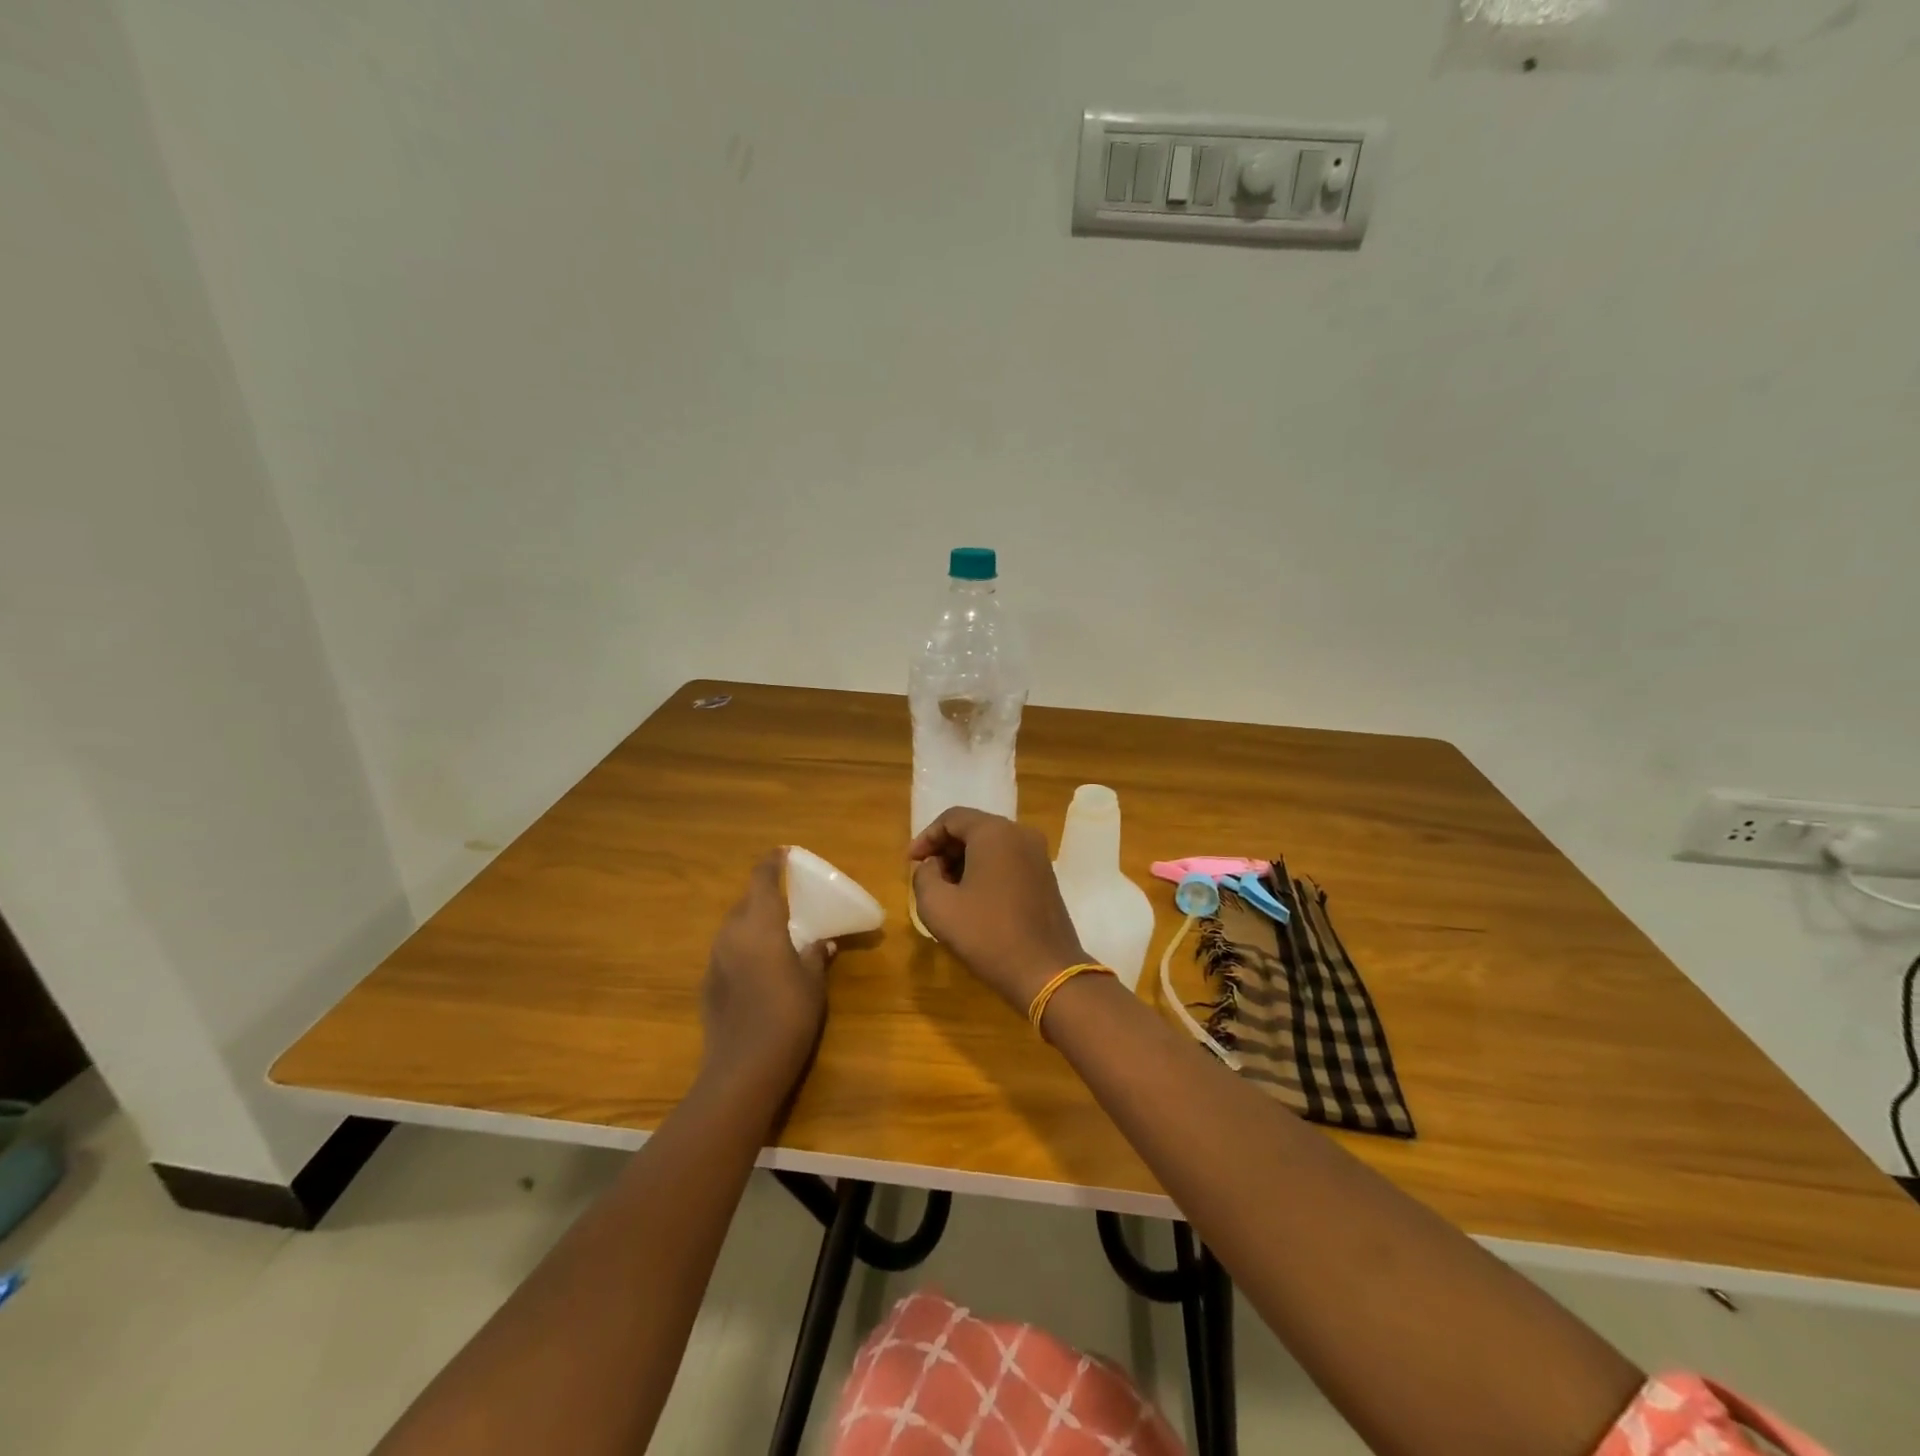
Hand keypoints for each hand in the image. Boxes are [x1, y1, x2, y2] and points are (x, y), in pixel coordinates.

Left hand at [700, 850, 835, 1097]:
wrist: (743, 1067)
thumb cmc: (789, 1014)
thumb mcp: (813, 981)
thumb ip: (816, 954)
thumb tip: (822, 941)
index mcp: (760, 923)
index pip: (763, 878)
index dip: (773, 863)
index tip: (784, 853)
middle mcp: (732, 933)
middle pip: (746, 901)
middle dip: (765, 895)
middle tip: (790, 901)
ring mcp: (715, 958)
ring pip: (735, 926)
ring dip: (754, 922)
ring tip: (777, 933)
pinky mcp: (708, 983)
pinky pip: (728, 951)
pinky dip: (744, 948)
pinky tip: (760, 968)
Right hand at [908, 807, 1087, 1010]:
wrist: (1045, 972)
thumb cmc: (987, 935)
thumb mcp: (937, 906)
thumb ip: (923, 876)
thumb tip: (931, 866)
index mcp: (994, 832)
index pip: (952, 818)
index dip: (926, 837)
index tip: (911, 863)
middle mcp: (1021, 834)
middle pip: (974, 828)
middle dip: (946, 849)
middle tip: (927, 877)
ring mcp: (1039, 855)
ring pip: (992, 845)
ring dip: (965, 861)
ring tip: (947, 891)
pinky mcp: (1047, 876)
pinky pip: (1009, 861)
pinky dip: (987, 870)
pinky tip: (974, 899)